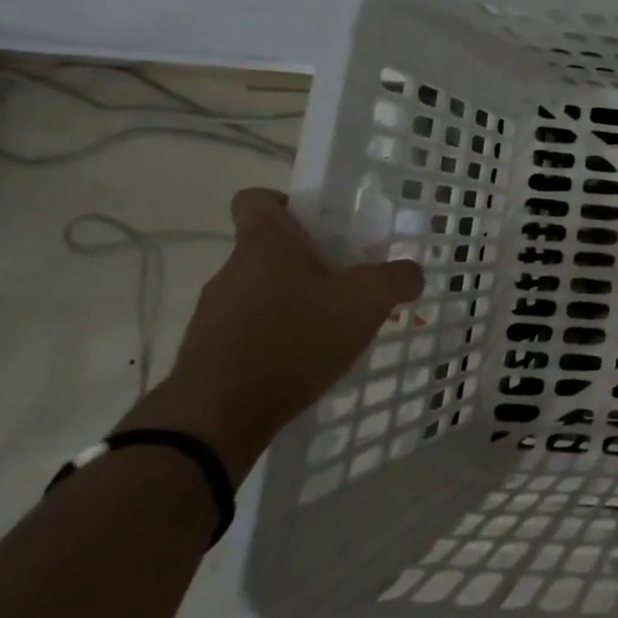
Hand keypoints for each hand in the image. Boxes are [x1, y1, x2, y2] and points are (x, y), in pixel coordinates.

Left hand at [121, 188, 423, 481]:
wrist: (216, 418)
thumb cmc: (294, 340)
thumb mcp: (368, 300)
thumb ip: (398, 277)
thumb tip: (409, 273)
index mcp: (266, 244)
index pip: (258, 199)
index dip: (288, 203)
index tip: (323, 224)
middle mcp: (232, 270)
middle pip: (270, 249)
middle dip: (311, 261)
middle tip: (351, 281)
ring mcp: (214, 313)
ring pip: (263, 290)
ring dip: (296, 301)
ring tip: (335, 328)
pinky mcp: (208, 352)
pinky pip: (251, 329)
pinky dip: (280, 337)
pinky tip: (308, 360)